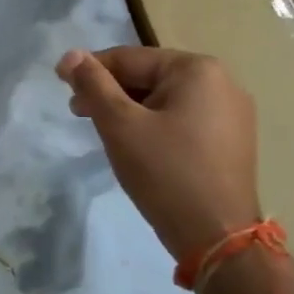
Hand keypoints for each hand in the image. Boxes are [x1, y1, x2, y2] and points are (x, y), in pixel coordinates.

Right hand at [56, 46, 260, 261]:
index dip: (90, 71)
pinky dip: (154, 124)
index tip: (62, 87)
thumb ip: (92, 83)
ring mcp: (232, 112)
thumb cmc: (165, 173)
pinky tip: (137, 146)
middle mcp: (222, 82)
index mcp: (197, 69)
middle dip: (110, 92)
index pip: (129, 58)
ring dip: (129, 109)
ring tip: (106, 132)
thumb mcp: (119, 124)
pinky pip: (181, 118)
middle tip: (79, 114)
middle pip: (148, 76)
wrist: (217, 239)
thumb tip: (70, 55)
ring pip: (163, 99)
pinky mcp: (231, 139)